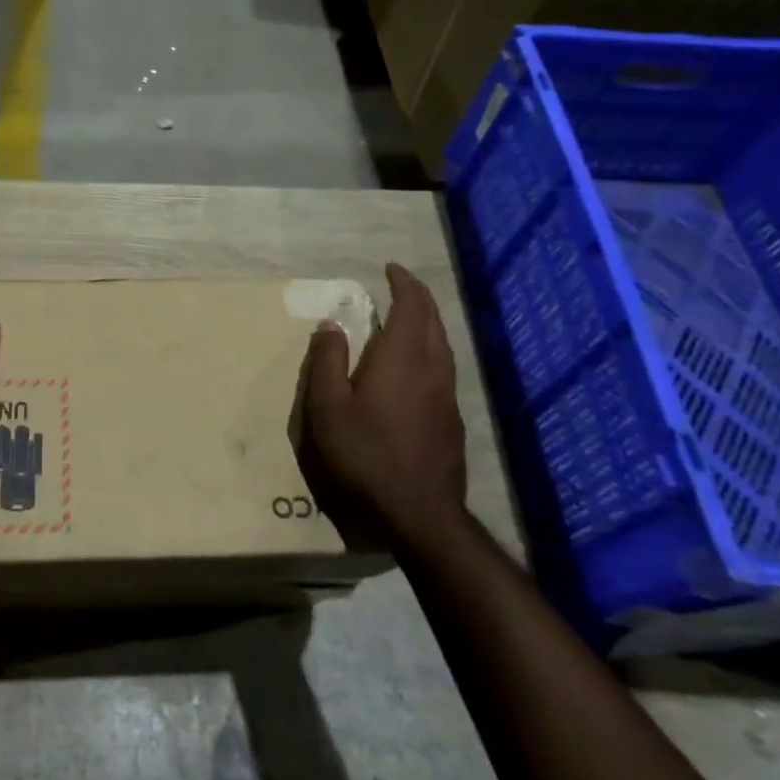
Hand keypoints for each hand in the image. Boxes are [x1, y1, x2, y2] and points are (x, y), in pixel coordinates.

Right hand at [300, 263, 465, 546]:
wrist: (418, 510)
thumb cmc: (364, 453)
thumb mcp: (328, 407)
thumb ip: (327, 361)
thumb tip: (331, 324)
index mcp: (400, 357)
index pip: (410, 306)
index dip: (403, 283)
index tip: (390, 269)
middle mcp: (431, 367)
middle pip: (432, 320)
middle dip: (418, 297)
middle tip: (400, 286)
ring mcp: (447, 394)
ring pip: (443, 345)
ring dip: (428, 323)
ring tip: (410, 319)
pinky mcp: (452, 419)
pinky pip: (444, 368)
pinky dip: (431, 350)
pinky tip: (418, 367)